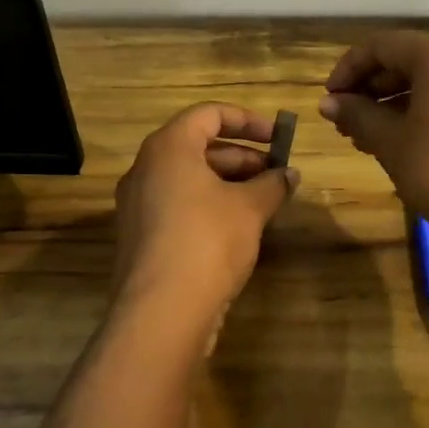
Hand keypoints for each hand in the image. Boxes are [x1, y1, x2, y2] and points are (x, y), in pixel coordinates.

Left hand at [111, 103, 298, 350]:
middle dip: (242, 157)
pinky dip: (209, 205)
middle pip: (198, 146)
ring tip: (265, 201)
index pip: (209, 114)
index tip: (277, 137)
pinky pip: (178, 205)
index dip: (247, 120)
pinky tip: (239, 228)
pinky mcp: (141, 236)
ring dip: (228, 183)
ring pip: (189, 179)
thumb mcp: (249, 208)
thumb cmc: (207, 241)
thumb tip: (290, 174)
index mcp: (168, 148)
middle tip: (276, 174)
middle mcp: (146, 169)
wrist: (161, 313)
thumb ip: (272, 184)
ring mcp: (138, 204)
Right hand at [318, 31, 428, 274]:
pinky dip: (425, 113)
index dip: (349, 69)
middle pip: (409, 60)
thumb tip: (329, 102)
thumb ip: (358, 115)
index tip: (329, 100)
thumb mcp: (392, 143)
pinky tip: (404, 143)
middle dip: (372, 88)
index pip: (382, 45)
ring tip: (368, 138)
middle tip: (346, 122)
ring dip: (395, 103)